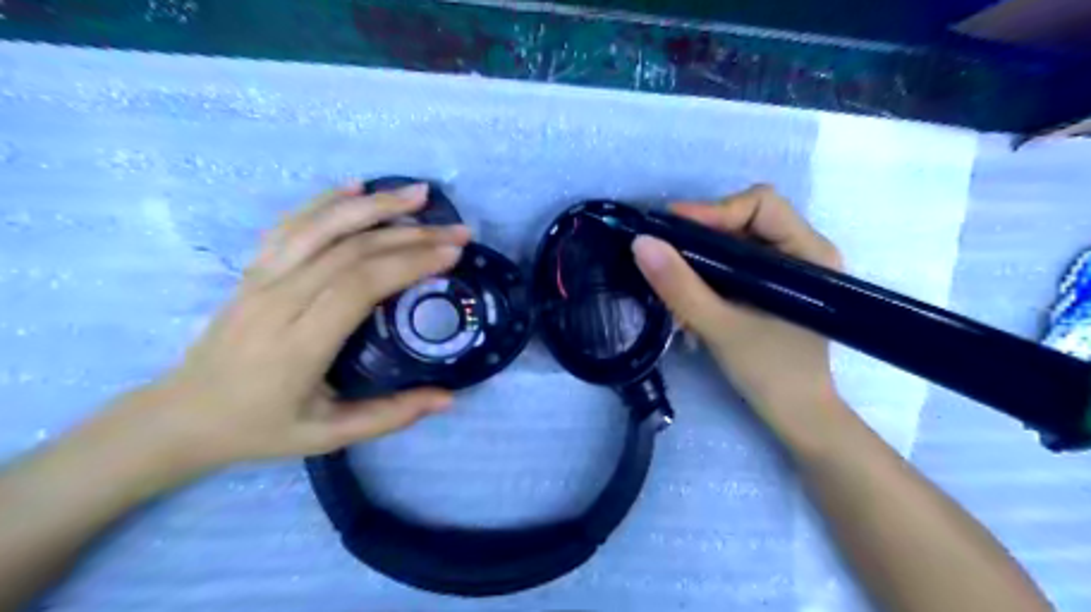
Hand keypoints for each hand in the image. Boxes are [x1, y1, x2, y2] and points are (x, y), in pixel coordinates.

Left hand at [112, 183, 469, 475]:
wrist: (183, 416)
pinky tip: (356, 188)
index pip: (360, 285)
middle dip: (411, 234)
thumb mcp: (330, 435)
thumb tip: (449, 397)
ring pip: (322, 226)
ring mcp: (261, 279)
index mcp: (301, 343)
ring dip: (374, 204)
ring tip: (417, 193)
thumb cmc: (261, 427)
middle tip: (456, 230)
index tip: (452, 254)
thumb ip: (391, 415)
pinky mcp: (253, 270)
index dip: (409, 263)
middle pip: (351, 250)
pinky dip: (326, 201)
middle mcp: (279, 300)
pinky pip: (291, 225)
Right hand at [633, 185, 841, 417]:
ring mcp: (786, 270)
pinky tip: (687, 302)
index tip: (670, 230)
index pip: (760, 204)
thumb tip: (640, 243)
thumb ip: (680, 287)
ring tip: (671, 285)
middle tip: (662, 255)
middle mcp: (801, 251)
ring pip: (733, 243)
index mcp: (808, 252)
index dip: (713, 210)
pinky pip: (732, 266)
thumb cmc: (772, 373)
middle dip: (699, 237)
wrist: (797, 417)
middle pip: (743, 219)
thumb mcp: (721, 328)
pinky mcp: (770, 287)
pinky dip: (705, 277)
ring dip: (698, 260)